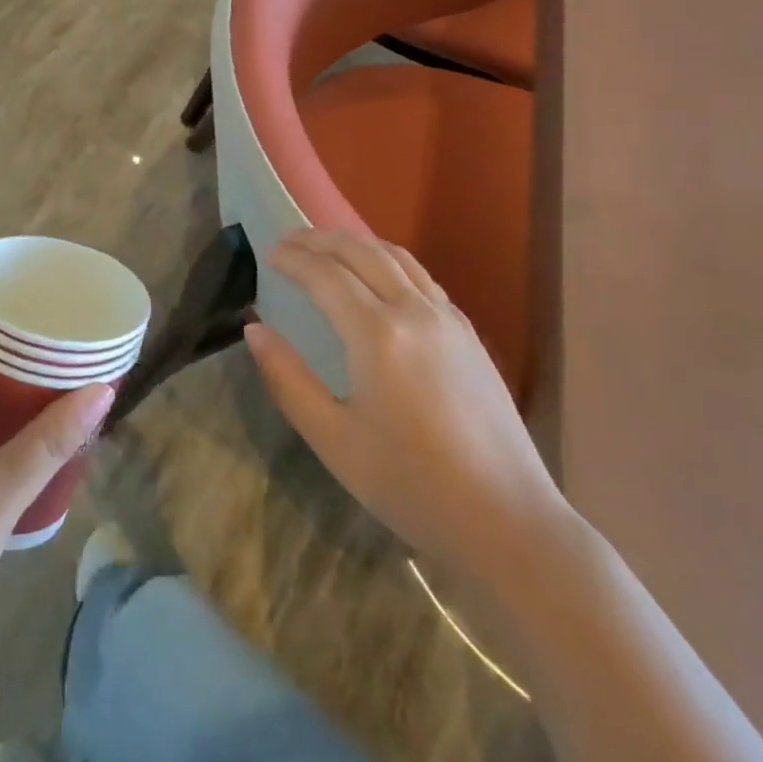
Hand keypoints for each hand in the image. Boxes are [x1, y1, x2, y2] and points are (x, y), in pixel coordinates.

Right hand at [243, 229, 566, 572]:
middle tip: (289, 241)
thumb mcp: (334, 441)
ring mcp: (448, 318)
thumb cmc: (412, 486)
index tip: (268, 254)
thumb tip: (254, 330)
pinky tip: (379, 279)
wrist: (508, 522)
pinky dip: (388, 260)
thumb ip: (288, 379)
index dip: (293, 258)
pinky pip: (421, 276)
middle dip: (320, 239)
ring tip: (328, 247)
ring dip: (356, 243)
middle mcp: (414, 311)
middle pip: (361, 251)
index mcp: (377, 335)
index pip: (325, 274)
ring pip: (396, 256)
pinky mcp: (469, 334)